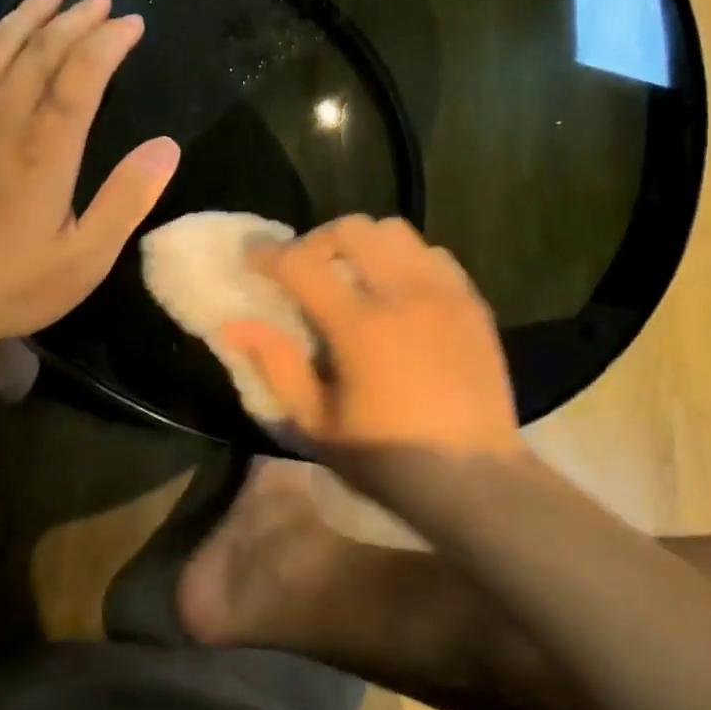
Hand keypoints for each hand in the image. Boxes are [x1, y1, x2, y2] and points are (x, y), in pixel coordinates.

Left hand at [0, 0, 180, 345]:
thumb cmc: (9, 285)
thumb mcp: (85, 257)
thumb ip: (127, 199)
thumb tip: (167, 146)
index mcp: (46, 148)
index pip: (83, 73)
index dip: (111, 41)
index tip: (133, 23)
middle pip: (43, 50)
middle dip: (78, 20)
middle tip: (102, 1)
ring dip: (27, 13)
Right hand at [222, 216, 522, 463]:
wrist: (475, 480)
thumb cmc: (388, 458)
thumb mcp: (317, 424)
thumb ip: (276, 366)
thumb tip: (235, 324)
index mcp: (360, 326)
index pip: (302, 264)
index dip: (268, 254)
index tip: (252, 256)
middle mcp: (403, 294)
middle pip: (352, 229)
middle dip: (319, 241)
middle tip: (307, 270)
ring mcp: (443, 292)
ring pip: (396, 231)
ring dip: (365, 244)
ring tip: (355, 274)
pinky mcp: (472, 301)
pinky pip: (433, 254)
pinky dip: (406, 259)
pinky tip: (400, 291)